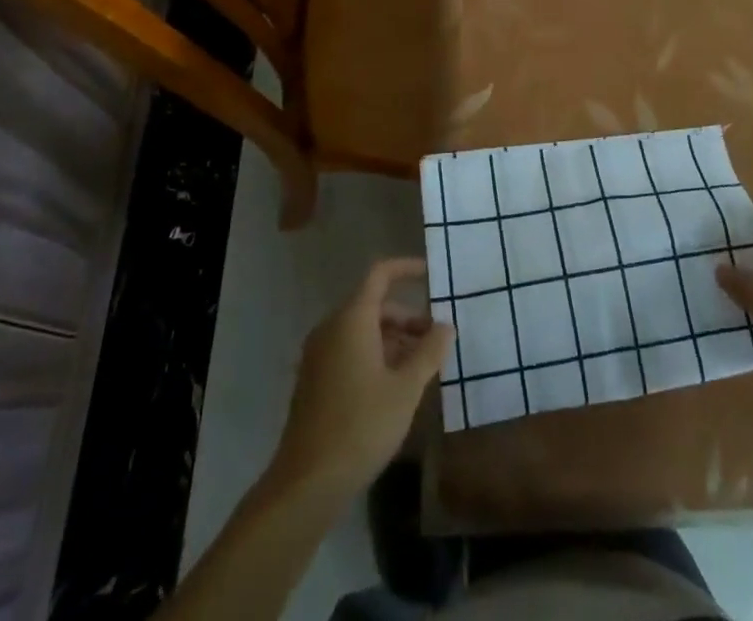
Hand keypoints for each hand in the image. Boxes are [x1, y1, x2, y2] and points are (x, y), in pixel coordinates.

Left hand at [271, 258, 453, 496]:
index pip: (380, 274)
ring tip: (421, 365)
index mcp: (352, 319)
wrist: (306, 483)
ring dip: (393, 338)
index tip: (432, 274)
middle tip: (436, 338)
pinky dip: (375, 354)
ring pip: (362, 330)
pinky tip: (395, 385)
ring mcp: (319, 355)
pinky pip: (349, 350)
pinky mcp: (315, 380)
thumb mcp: (405, 389)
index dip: (406, 269)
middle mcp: (331, 328)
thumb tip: (446, 326)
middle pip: (373, 305)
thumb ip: (429, 352)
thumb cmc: (361, 426)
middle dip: (407, 316)